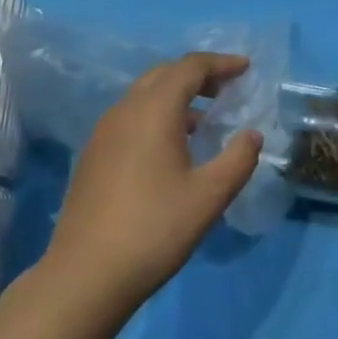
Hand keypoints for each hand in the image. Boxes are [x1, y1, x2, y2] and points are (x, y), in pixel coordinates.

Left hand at [43, 52, 262, 313]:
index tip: (245, 68)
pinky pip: (131, 117)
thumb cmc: (154, 229)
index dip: (220, 63)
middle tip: (227, 89)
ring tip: (204, 119)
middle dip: (198, 75)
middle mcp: (125, 110)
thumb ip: (238, 159)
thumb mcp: (209, 196)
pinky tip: (170, 148)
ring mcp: (104, 132)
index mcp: (154, 109)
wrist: (85, 274)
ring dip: (176, 95)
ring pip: (145, 95)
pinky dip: (157, 115)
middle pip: (164, 74)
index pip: (190, 67)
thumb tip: (252, 135)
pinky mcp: (93, 154)